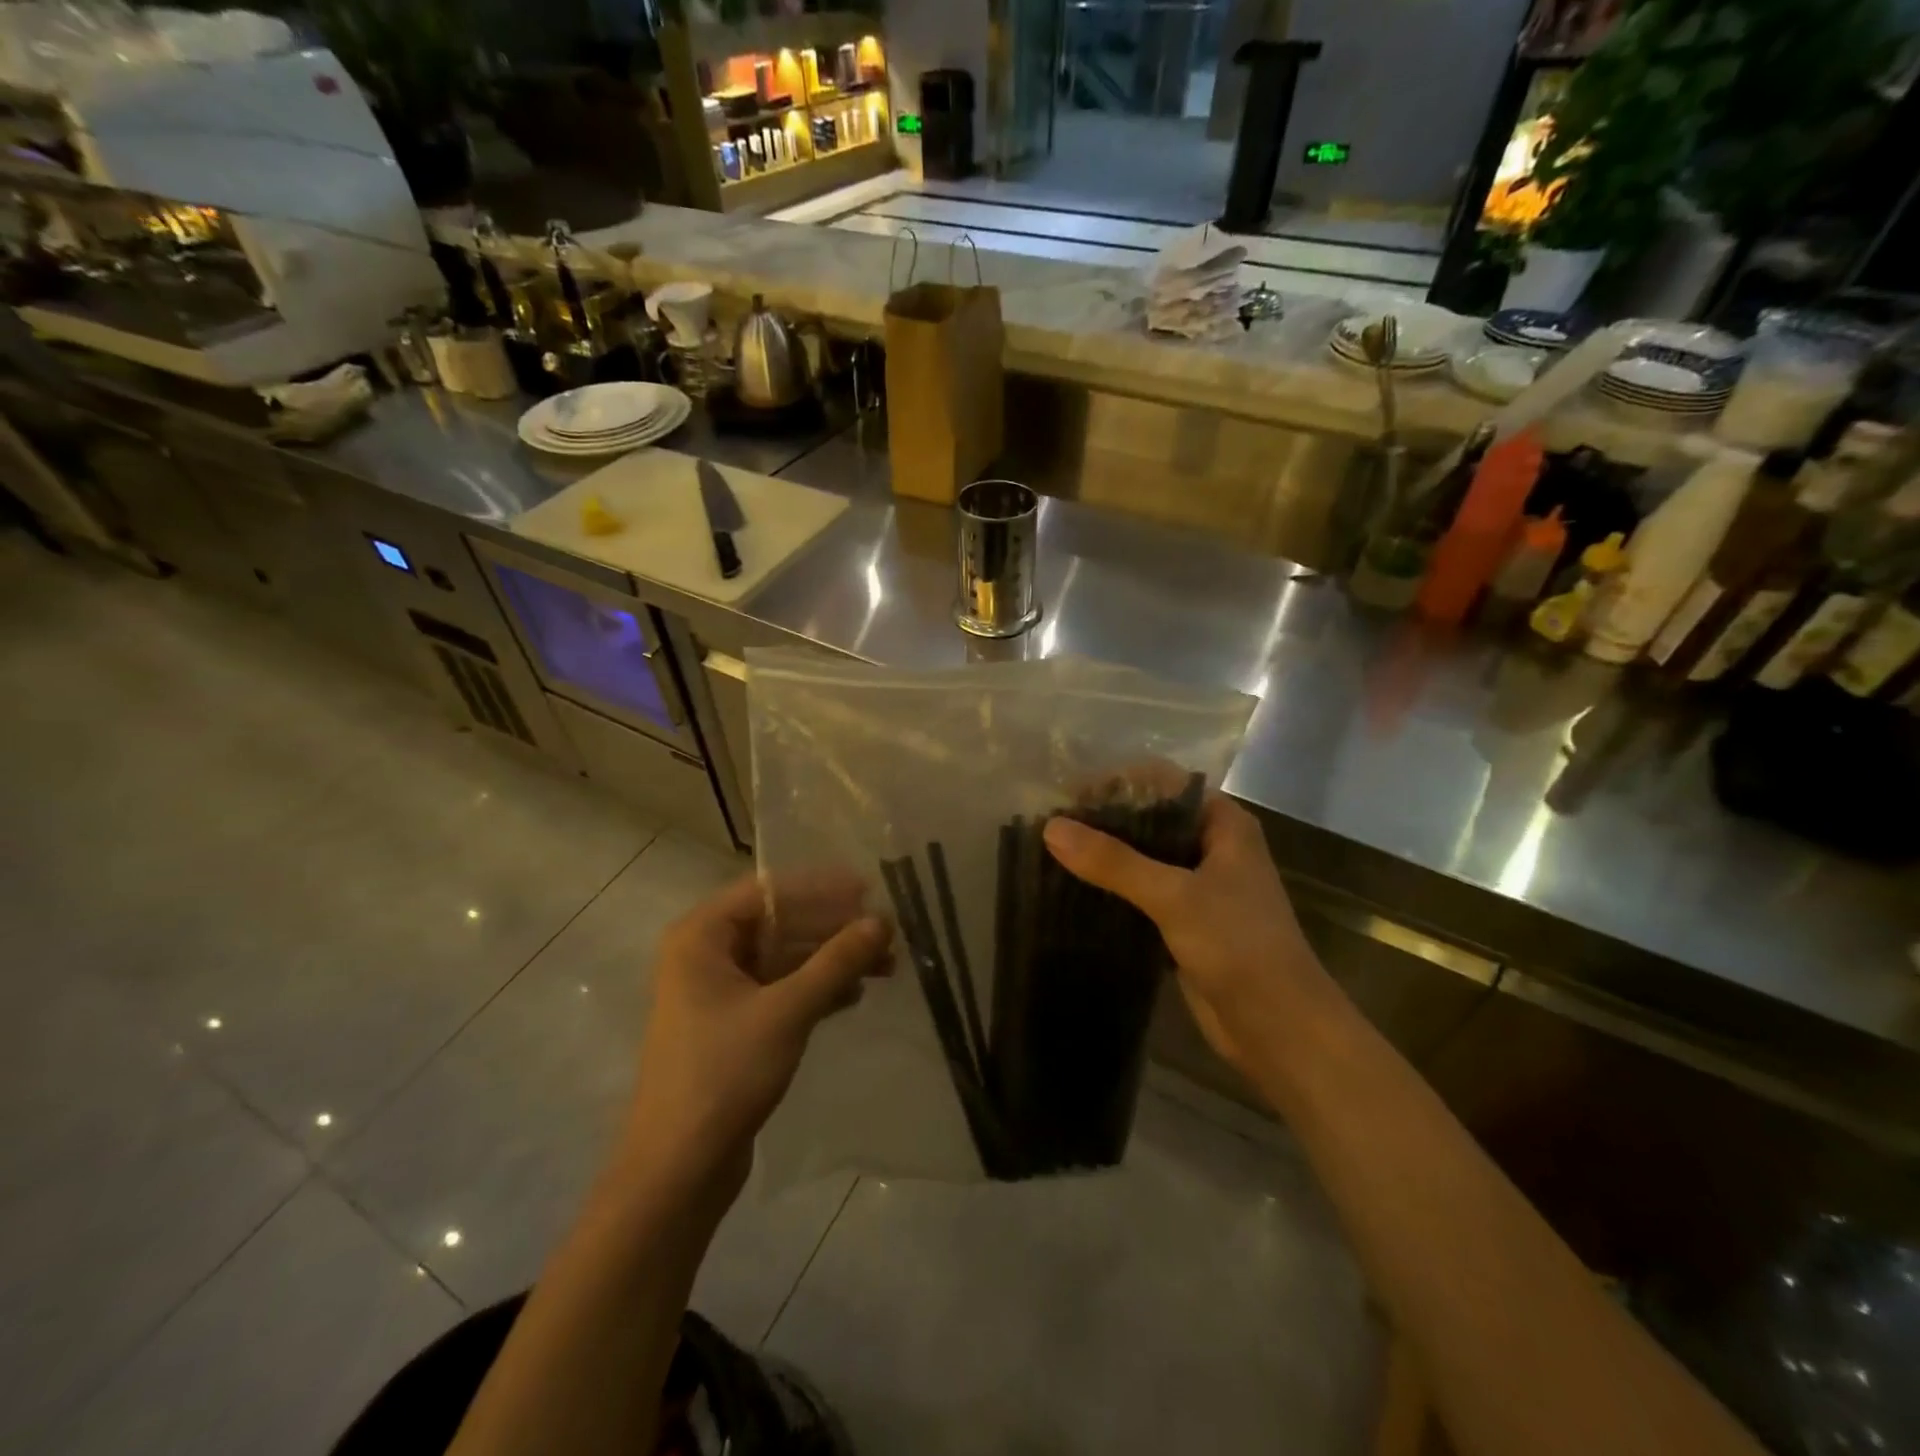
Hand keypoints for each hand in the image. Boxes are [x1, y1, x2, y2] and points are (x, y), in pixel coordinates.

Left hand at [627, 873, 892, 1197]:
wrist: (678, 1171)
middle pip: (779, 923)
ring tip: (885, 965)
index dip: (821, 888)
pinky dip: (815, 989)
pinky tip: (854, 995)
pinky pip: (780, 990)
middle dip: (833, 928)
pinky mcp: (733, 1026)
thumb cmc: (724, 1073)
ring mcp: (718, 993)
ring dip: (831, 960)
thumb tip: (882, 920)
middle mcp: (706, 955)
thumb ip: (837, 961)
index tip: (868, 890)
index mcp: (701, 936)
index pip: (769, 891)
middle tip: (885, 932)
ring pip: (784, 958)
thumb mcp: (788, 1010)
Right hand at [1042, 794, 1330, 1078]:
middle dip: (1105, 821)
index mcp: (1223, 824)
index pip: (1163, 783)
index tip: (1068, 796)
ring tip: (1053, 853)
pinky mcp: (1186, 921)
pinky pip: (1143, 893)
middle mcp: (1213, 847)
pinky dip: (1113, 889)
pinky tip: (1075, 891)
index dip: (1117, 783)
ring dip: (1106, 856)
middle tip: (1053, 826)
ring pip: (1144, 858)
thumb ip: (1113, 861)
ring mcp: (1200, 886)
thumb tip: (1051, 827)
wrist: (1279, 1028)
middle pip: (1151, 819)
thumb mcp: (1174, 896)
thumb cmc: (1239, 946)